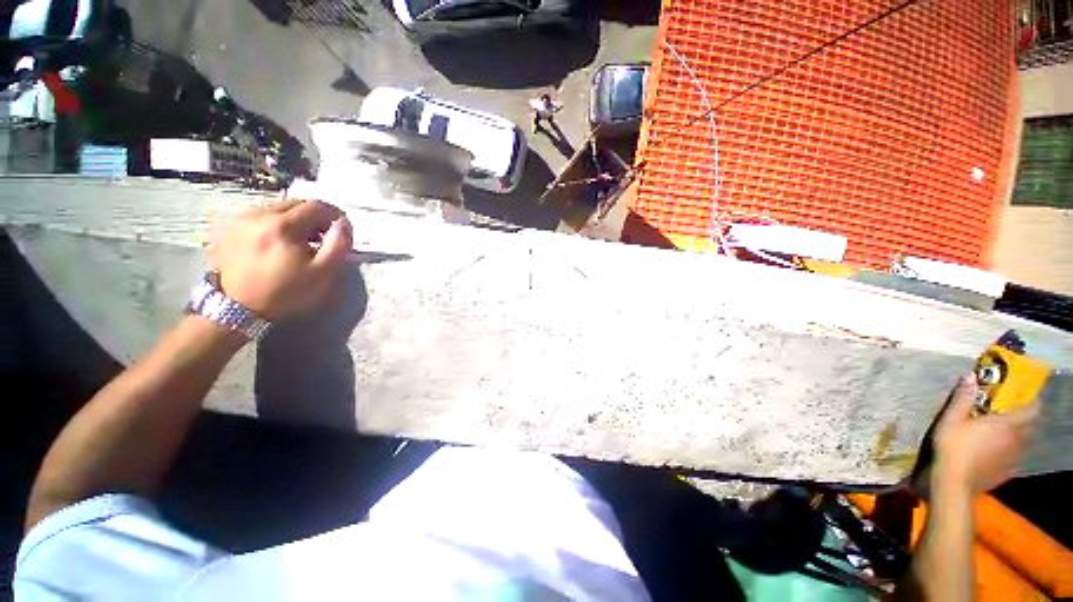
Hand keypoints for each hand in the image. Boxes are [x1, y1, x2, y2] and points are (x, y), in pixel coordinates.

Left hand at [209, 199, 352, 320]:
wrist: (237, 308)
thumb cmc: (285, 292)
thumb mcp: (322, 273)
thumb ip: (339, 245)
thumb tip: (344, 223)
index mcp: (283, 225)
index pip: (316, 206)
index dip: (334, 215)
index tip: (341, 229)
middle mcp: (258, 214)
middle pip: (295, 203)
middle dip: (314, 216)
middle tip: (322, 236)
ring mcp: (239, 219)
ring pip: (277, 207)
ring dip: (294, 220)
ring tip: (299, 241)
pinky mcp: (228, 226)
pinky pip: (259, 215)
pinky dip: (274, 223)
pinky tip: (277, 242)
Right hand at [932, 375, 1037, 493]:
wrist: (954, 483)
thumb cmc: (953, 447)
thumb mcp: (951, 420)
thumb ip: (962, 399)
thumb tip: (970, 376)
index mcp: (1007, 424)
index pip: (1032, 410)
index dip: (1032, 403)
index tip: (1026, 398)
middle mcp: (1017, 439)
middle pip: (1031, 427)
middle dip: (1026, 420)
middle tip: (1013, 415)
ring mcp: (1014, 458)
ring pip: (1026, 443)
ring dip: (1021, 436)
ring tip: (1007, 433)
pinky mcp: (1008, 471)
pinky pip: (1017, 457)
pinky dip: (1013, 451)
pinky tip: (1000, 452)